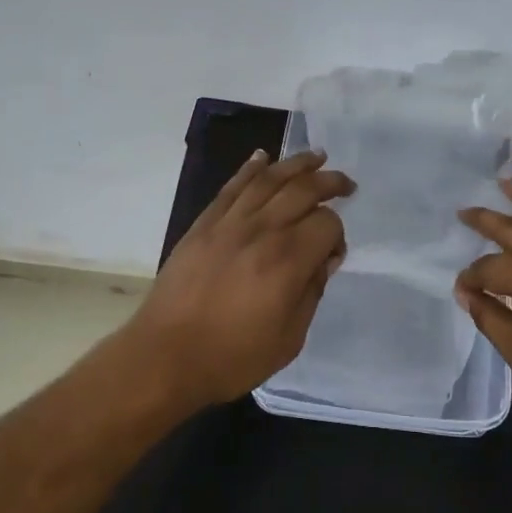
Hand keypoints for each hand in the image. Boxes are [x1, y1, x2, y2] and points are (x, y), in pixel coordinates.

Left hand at [134, 149, 352, 406]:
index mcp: (287, 261)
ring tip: (316, 156)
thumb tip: (324, 259)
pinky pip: (232, 186)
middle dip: (330, 182)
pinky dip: (250, 168)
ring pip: (269, 179)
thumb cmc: (231, 357)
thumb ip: (312, 292)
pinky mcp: (204, 224)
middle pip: (303, 190)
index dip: (338, 234)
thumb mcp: (289, 339)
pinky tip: (263, 157)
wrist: (165, 357)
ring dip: (296, 164)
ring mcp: (229, 223)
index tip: (333, 254)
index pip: (326, 224)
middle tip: (346, 184)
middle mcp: (262, 231)